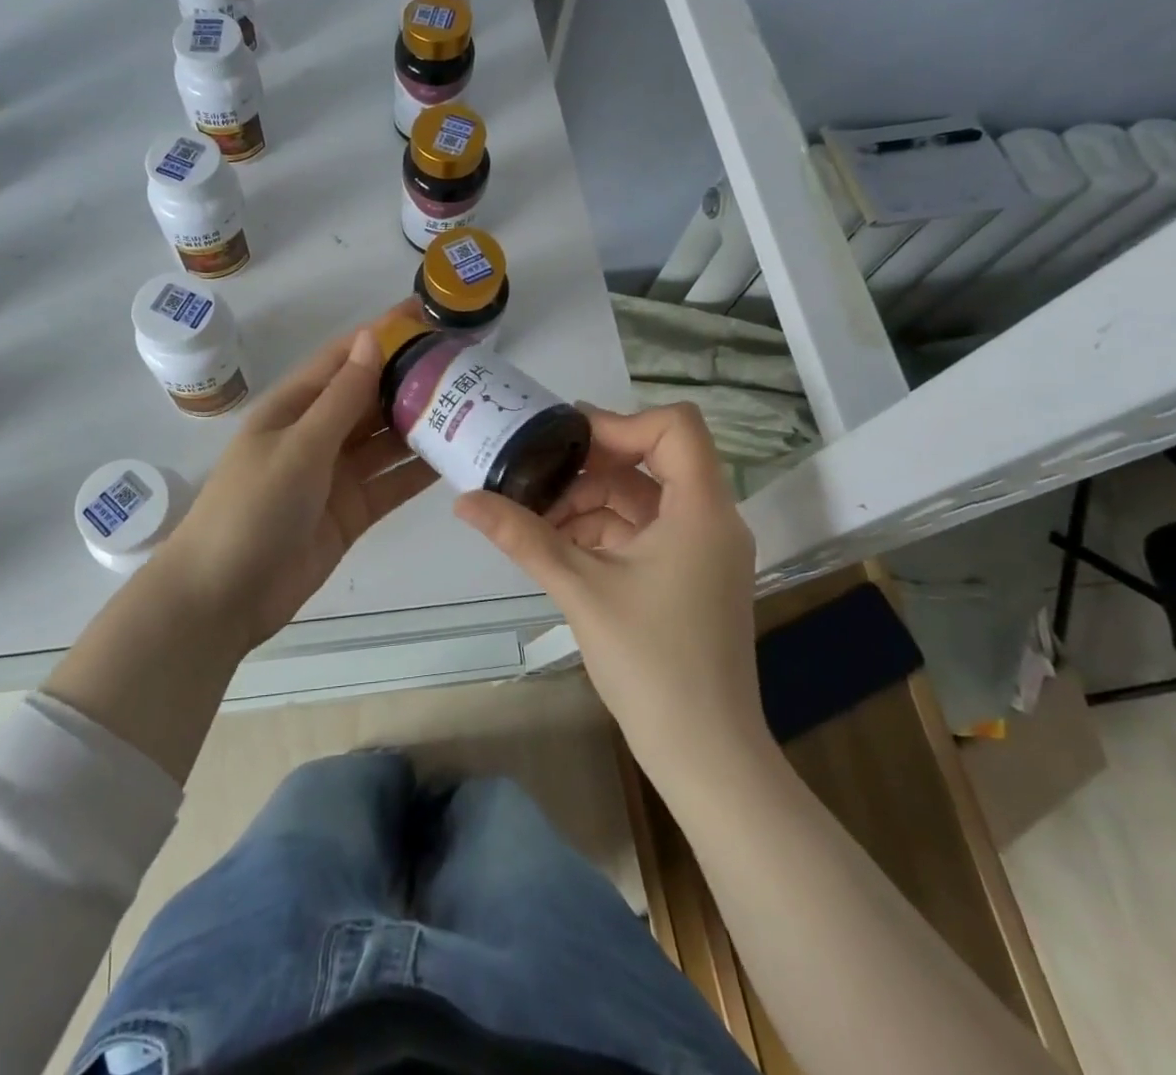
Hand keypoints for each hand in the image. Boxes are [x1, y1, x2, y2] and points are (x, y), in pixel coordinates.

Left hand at [161, 311, 437, 648]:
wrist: (224, 596)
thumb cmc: (252, 508)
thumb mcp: (298, 446)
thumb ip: (341, 397)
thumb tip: (371, 337)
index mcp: (295, 406)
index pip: (345, 358)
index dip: (383, 334)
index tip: (428, 316)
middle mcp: (318, 433)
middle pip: (371, 396)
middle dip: (411, 379)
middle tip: (468, 364)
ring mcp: (336, 474)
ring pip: (386, 439)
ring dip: (422, 423)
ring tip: (474, 405)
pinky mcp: (352, 511)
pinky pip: (392, 481)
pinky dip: (419, 470)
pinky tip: (458, 456)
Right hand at [454, 402, 764, 781]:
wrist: (705, 753)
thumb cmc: (651, 663)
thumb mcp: (580, 589)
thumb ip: (523, 537)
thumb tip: (464, 501)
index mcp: (701, 509)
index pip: (675, 426)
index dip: (619, 423)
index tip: (565, 442)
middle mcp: (711, 519)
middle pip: (652, 460)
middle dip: (590, 469)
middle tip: (534, 479)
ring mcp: (703, 550)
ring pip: (643, 499)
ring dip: (590, 504)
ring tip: (537, 523)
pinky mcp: (690, 576)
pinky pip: (644, 532)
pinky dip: (604, 532)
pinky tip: (560, 549)